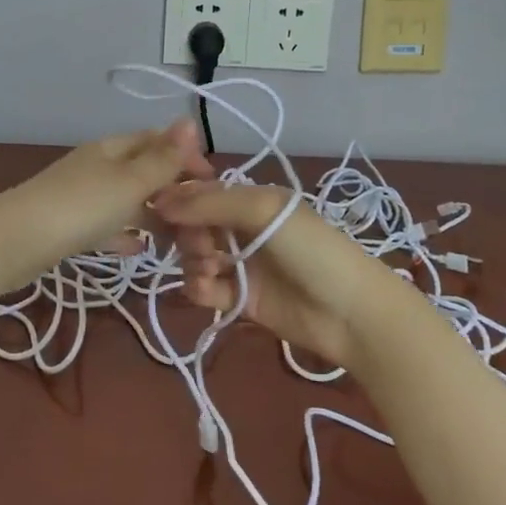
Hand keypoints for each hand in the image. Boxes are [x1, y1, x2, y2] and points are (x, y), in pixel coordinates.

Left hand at [0, 120, 212, 292]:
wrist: (12, 243)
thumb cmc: (78, 208)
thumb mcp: (129, 182)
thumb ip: (162, 158)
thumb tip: (189, 120)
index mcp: (112, 149)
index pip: (157, 141)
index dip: (186, 156)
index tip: (213, 183)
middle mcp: (97, 166)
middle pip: (143, 170)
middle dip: (172, 188)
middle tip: (200, 217)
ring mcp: (81, 196)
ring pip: (126, 200)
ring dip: (152, 213)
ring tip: (179, 237)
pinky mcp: (68, 226)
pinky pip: (106, 225)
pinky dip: (125, 233)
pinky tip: (139, 249)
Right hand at [151, 180, 392, 372]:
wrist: (350, 312)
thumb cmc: (311, 249)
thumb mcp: (265, 210)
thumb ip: (211, 203)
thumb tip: (161, 200)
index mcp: (253, 200)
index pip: (204, 192)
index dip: (179, 198)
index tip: (155, 206)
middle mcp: (244, 229)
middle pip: (195, 225)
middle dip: (187, 232)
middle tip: (198, 244)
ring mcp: (242, 264)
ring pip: (195, 256)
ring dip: (192, 260)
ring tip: (207, 268)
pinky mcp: (240, 299)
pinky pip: (204, 288)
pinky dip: (198, 287)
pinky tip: (207, 288)